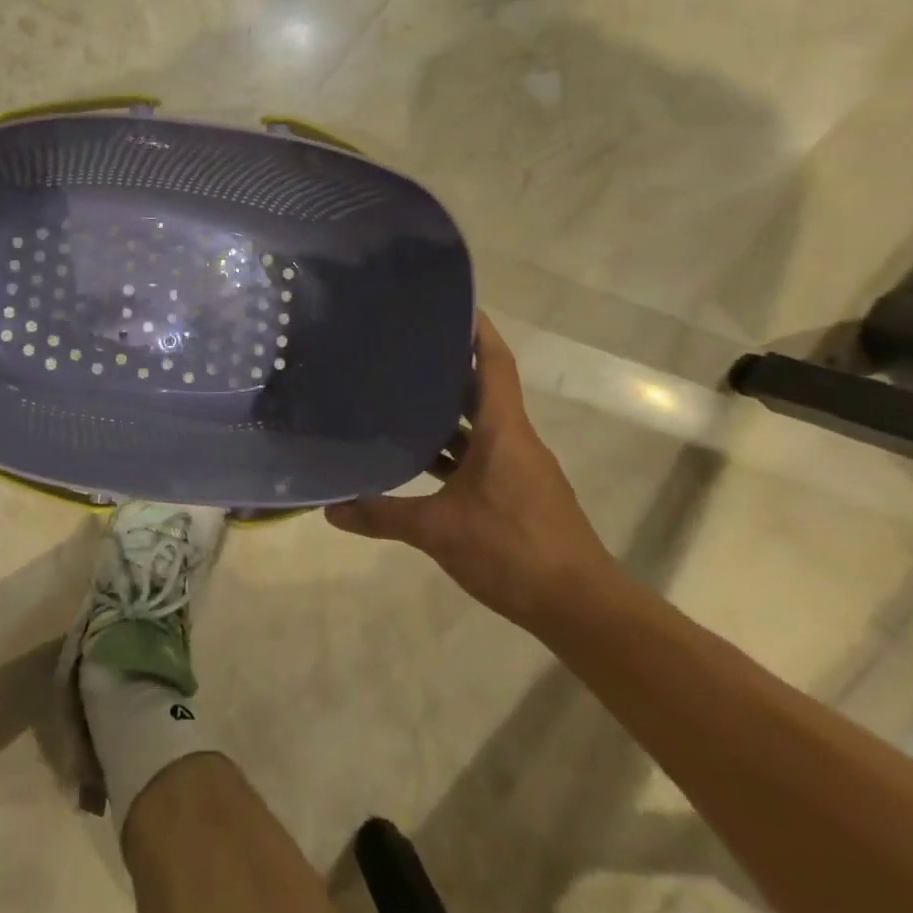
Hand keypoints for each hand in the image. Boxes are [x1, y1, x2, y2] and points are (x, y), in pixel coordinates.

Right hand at [326, 313, 619, 631]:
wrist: (582, 608)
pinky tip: (417, 456)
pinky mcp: (517, 492)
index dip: (477, 331)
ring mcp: (518, 467)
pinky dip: (451, 447)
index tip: (451, 303)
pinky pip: (480, 453)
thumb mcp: (438, 531)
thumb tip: (330, 508)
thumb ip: (382, 516)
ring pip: (479, 424)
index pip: (494, 364)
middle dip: (447, 366)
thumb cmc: (514, 550)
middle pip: (482, 389)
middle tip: (401, 347)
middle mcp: (515, 439)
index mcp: (504, 431)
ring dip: (445, 410)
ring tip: (398, 392)